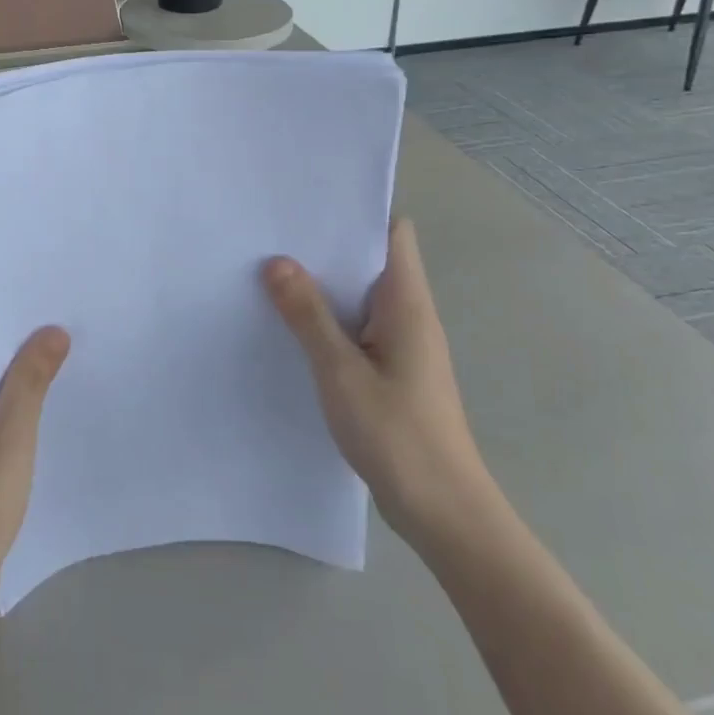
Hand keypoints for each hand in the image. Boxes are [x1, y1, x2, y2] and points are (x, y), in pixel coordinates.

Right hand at [263, 220, 497, 549]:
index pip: (392, 233)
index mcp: (406, 302)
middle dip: (325, 246)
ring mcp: (401, 343)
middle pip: (370, 260)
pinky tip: (289, 324)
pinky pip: (356, 327)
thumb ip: (308, 315)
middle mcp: (408, 313)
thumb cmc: (398, 435)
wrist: (444, 512)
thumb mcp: (341, 371)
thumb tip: (276, 261)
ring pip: (360, 296)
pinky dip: (327, 318)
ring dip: (323, 284)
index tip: (308, 202)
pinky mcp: (391, 370)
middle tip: (271, 233)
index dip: (356, 211)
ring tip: (269, 269)